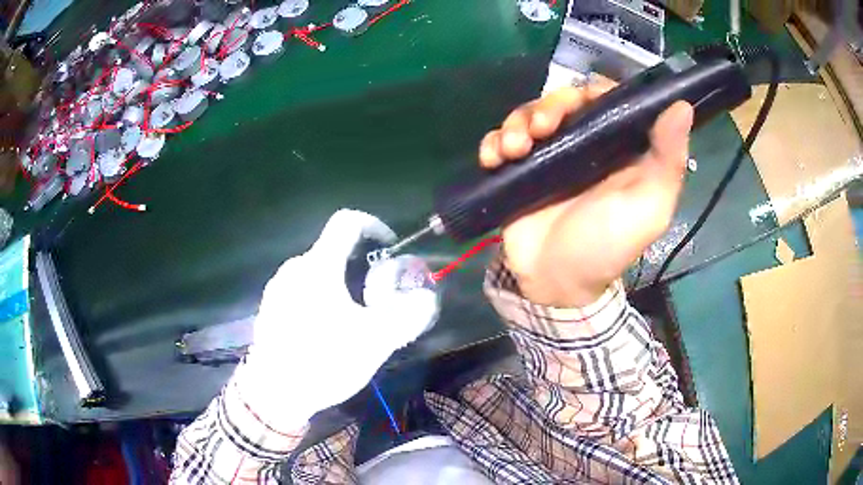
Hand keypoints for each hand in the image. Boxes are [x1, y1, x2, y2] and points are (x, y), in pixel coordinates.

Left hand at [235, 210, 438, 428]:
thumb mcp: (374, 341)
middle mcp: (294, 269)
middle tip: (375, 300)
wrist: (274, 393)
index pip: (346, 222)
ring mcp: (277, 288)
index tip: (389, 247)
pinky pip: (301, 290)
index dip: (373, 225)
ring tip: (352, 321)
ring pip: (317, 273)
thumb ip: (406, 315)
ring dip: (340, 286)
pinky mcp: (270, 308)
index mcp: (318, 267)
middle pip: (333, 251)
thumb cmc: (323, 361)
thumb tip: (426, 297)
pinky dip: (320, 298)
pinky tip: (325, 333)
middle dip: (360, 268)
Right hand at [479, 82, 693, 306]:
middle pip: (563, 101)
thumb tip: (682, 106)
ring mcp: (549, 155)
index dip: (594, 91)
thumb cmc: (606, 247)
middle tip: (540, 128)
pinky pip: (502, 140)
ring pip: (529, 115)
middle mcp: (584, 144)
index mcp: (618, 147)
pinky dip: (493, 142)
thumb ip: (668, 161)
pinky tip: (493, 158)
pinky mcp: (519, 170)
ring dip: (516, 123)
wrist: (554, 282)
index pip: (607, 100)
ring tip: (512, 150)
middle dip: (548, 106)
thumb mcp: (648, 208)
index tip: (582, 99)